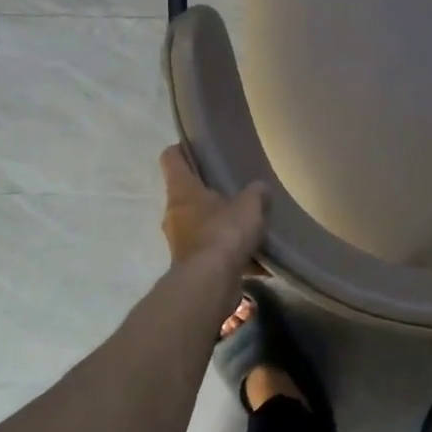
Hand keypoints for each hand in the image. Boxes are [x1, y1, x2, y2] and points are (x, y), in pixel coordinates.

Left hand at [160, 145, 266, 269]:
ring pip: (199, 224)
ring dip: (218, 224)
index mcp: (182, 191)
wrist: (210, 283)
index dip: (183, 149)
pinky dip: (227, 252)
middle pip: (186, 193)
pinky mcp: (190, 265)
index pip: (171, 158)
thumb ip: (256, 193)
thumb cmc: (224, 233)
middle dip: (208, 191)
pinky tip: (254, 256)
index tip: (199, 147)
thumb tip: (259, 188)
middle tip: (234, 188)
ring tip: (246, 223)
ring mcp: (180, 241)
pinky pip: (211, 251)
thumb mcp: (249, 206)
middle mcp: (174, 213)